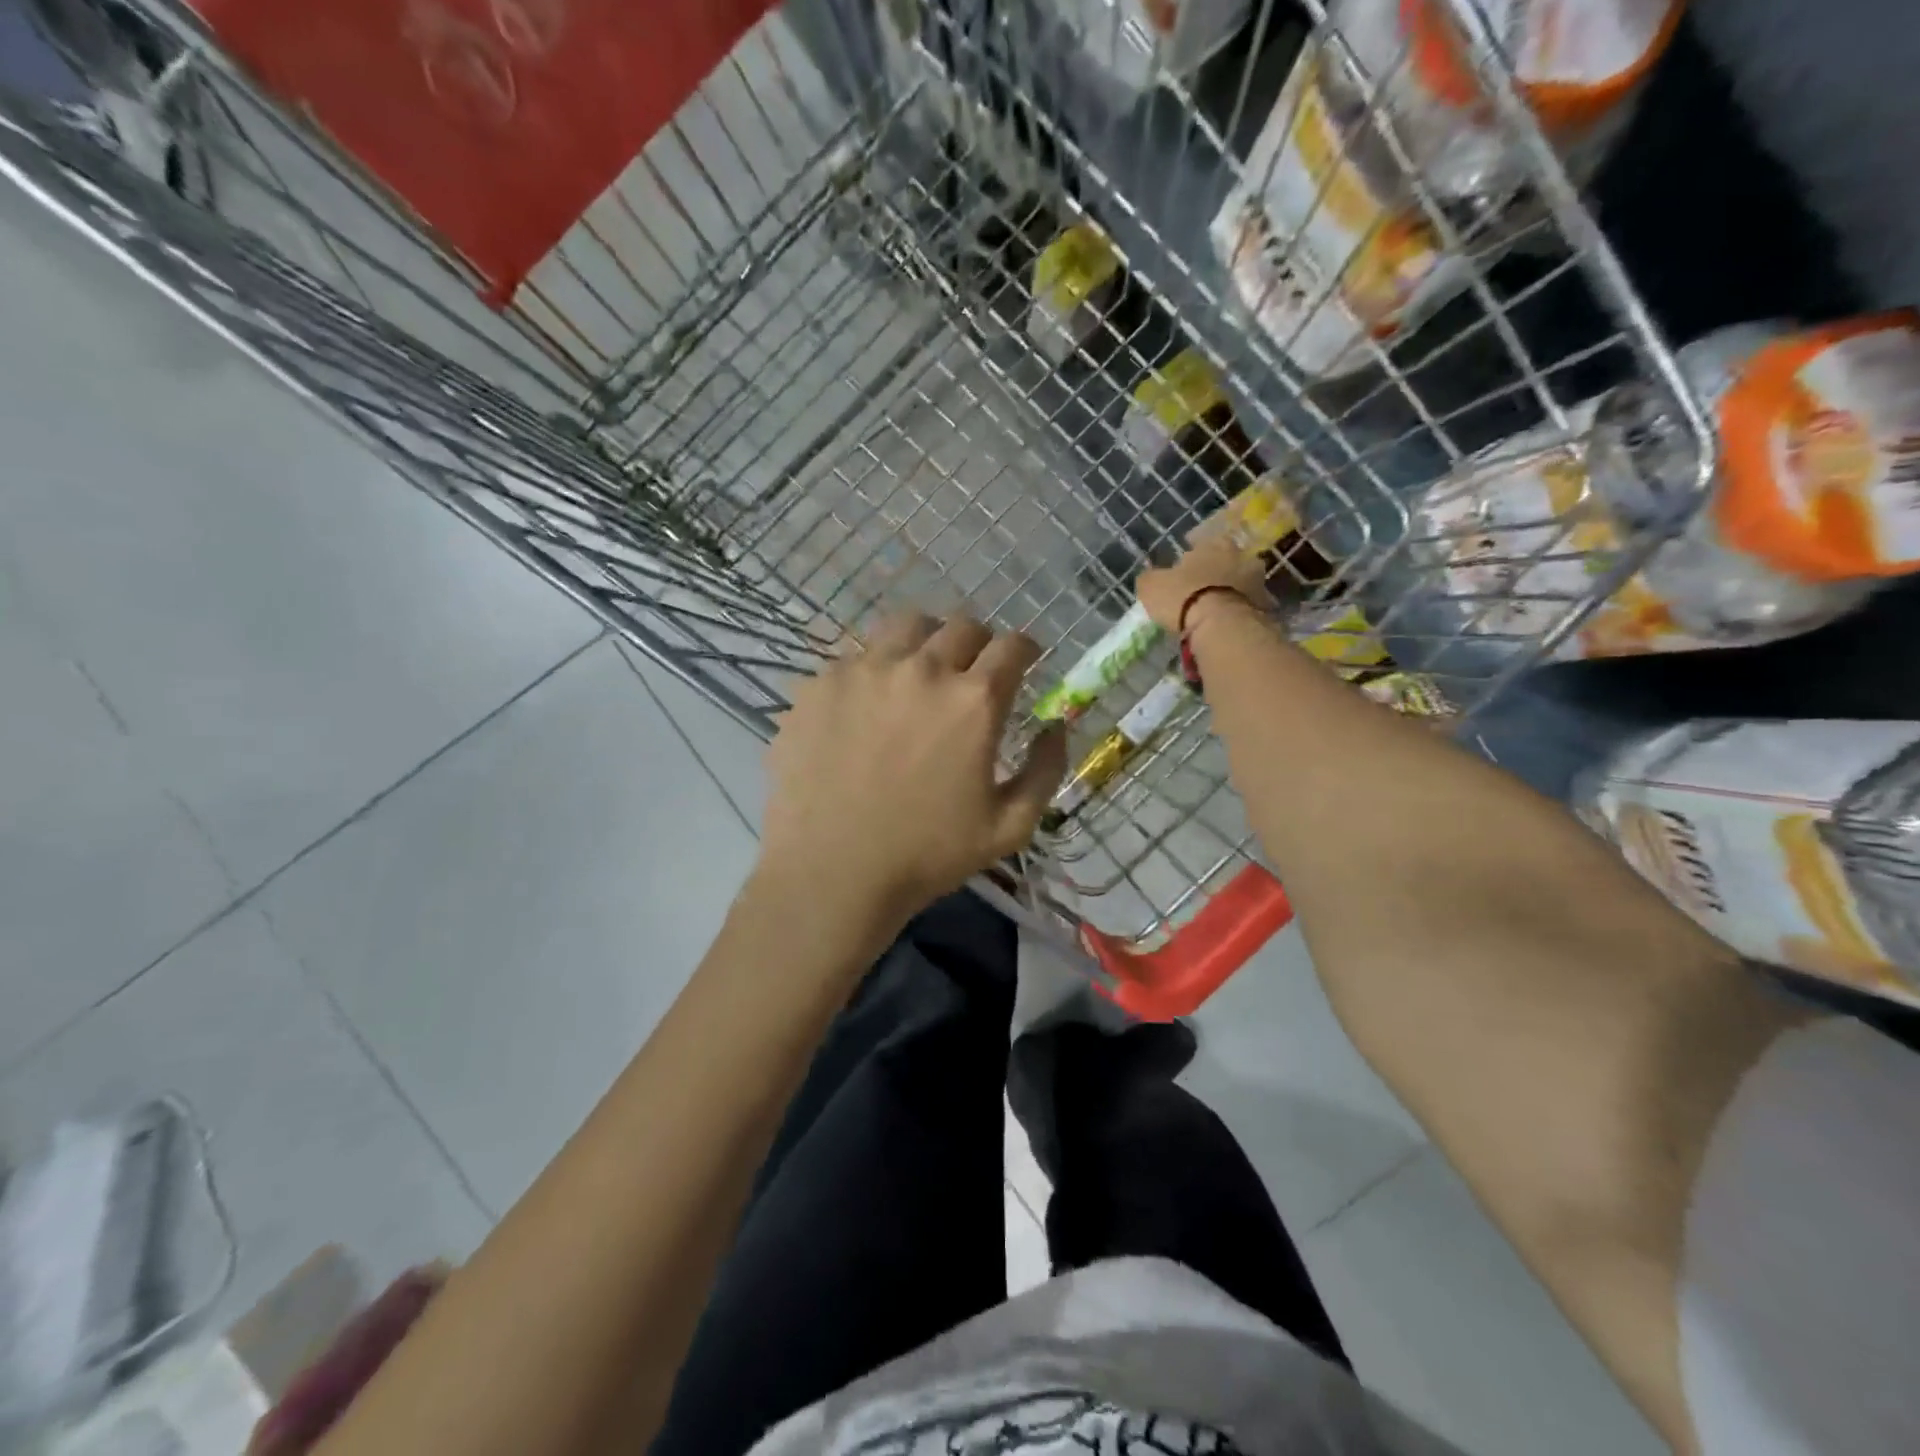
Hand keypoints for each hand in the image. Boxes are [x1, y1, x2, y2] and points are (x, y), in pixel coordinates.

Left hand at [759, 613, 1068, 926]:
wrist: (831, 873)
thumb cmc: (927, 855)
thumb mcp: (1010, 827)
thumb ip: (1045, 770)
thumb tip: (1056, 726)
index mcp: (974, 700)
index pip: (1013, 645)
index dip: (1024, 651)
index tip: (1022, 664)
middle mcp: (922, 669)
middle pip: (963, 626)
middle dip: (978, 645)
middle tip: (971, 674)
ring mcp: (865, 670)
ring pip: (906, 626)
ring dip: (925, 642)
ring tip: (918, 675)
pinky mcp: (821, 684)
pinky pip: (856, 657)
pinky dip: (874, 672)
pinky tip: (866, 708)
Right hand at [1136, 530, 1272, 633]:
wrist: (1220, 624)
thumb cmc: (1183, 596)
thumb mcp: (1151, 585)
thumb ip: (1151, 577)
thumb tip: (1150, 576)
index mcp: (1214, 544)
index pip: (1205, 543)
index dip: (1193, 556)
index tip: (1185, 568)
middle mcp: (1240, 556)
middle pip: (1228, 561)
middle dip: (1217, 572)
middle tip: (1202, 589)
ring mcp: (1257, 581)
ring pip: (1241, 583)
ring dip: (1231, 592)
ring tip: (1215, 610)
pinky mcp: (1265, 607)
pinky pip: (1249, 607)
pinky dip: (1239, 612)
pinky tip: (1226, 624)